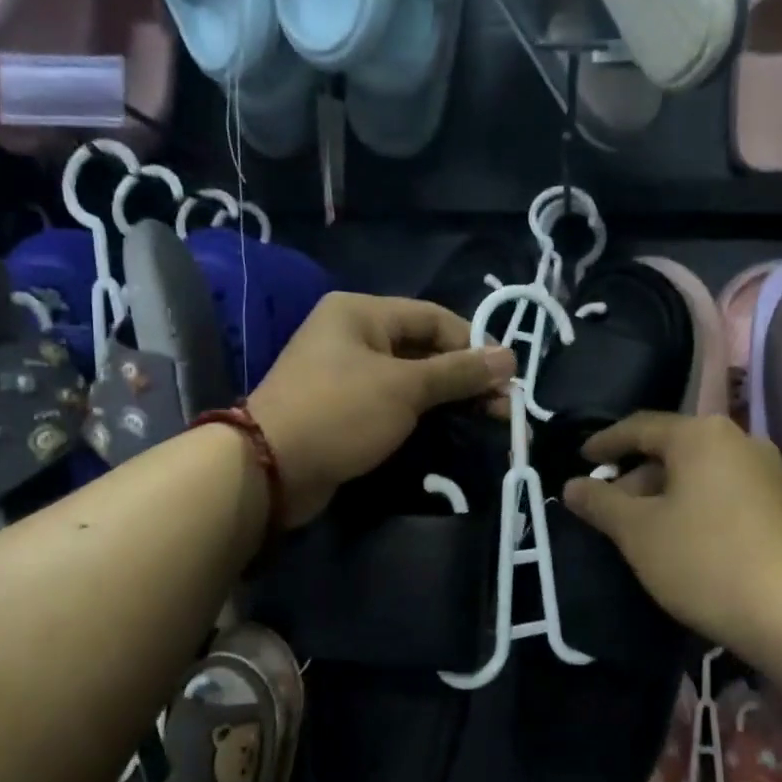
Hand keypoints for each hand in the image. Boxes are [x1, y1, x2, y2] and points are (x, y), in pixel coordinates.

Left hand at [248, 292, 514, 526]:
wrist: (270, 468)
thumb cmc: (340, 413)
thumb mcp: (405, 388)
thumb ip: (458, 372)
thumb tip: (510, 357)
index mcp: (361, 312)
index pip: (434, 318)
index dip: (474, 345)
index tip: (508, 378)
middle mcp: (353, 336)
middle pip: (424, 349)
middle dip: (466, 377)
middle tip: (504, 409)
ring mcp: (346, 375)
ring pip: (411, 380)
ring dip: (449, 399)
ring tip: (487, 422)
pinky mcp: (344, 410)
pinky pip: (393, 403)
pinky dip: (423, 414)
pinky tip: (451, 430)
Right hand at [562, 412, 781, 650]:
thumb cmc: (704, 560)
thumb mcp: (638, 532)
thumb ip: (600, 503)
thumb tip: (571, 486)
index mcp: (701, 435)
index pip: (641, 427)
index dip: (606, 443)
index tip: (581, 458)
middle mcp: (738, 441)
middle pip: (672, 449)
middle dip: (634, 476)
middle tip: (606, 506)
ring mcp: (766, 473)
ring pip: (698, 473)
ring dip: (663, 494)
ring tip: (638, 528)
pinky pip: (723, 492)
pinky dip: (693, 506)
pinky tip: (679, 539)